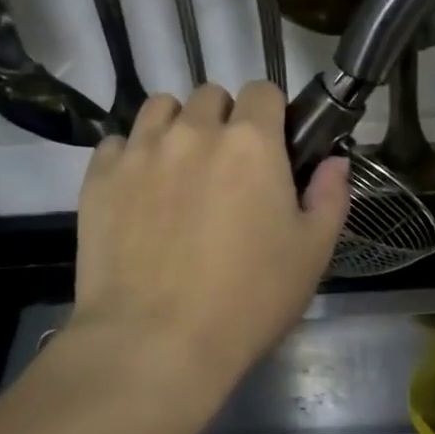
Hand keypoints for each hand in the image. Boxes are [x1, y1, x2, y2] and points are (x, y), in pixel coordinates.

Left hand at [72, 83, 349, 391]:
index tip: (270, 144)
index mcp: (251, 142)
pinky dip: (130, 157)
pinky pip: (117, 143)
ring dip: (175, 126)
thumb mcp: (312, 254)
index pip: (263, 90)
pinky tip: (137, 193)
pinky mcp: (99, 176)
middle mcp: (194, 131)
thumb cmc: (247, 300)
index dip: (270, 113)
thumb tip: (334, 161)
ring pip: (159, 108)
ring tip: (178, 168)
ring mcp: (141, 150)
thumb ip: (330, 196)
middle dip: (222, 119)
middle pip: (210, 95)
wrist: (155, 343)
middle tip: (225, 167)